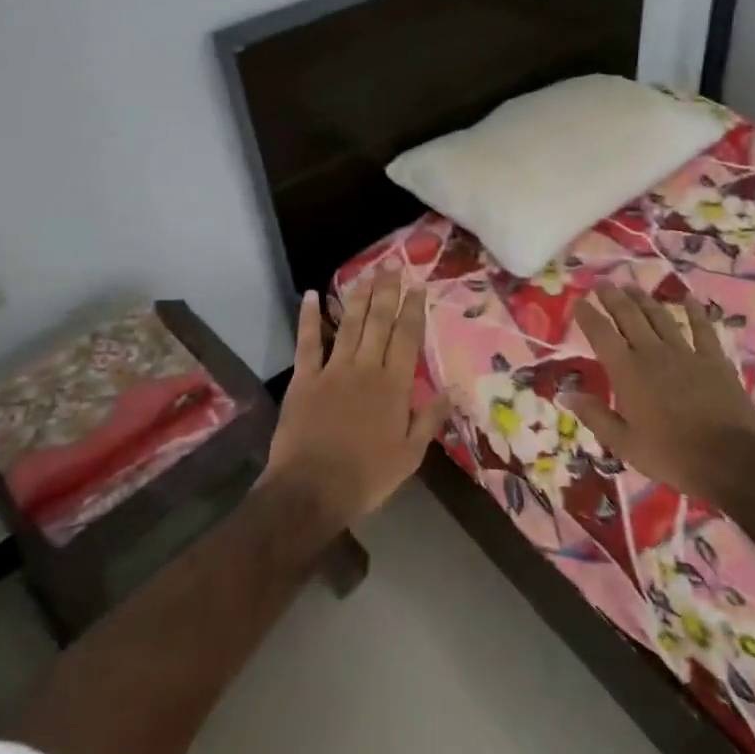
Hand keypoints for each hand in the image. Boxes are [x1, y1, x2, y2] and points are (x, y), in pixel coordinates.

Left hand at [264, 269, 451, 523]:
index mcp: (394, 386)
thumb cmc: (366, 477)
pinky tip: (310, 295)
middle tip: (392, 263)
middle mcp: (366, 368)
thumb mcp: (409, 455)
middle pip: (379, 322)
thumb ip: (429, 420)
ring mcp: (333, 370)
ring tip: (367, 272)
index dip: (413, 309)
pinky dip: (308, 318)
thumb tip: (450, 390)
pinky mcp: (304, 379)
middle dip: (387, 291)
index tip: (417, 284)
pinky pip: (308, 342)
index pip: (407, 338)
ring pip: (349, 325)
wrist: (311, 490)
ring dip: (359, 296)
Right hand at [564, 282, 754, 502]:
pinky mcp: (714, 359)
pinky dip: (695, 312)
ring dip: (644, 299)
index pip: (601, 334)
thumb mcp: (624, 444)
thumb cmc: (671, 455)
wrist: (732, 460)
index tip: (578, 302)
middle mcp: (653, 353)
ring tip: (631, 286)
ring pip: (661, 317)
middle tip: (602, 283)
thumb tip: (565, 394)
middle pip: (630, 316)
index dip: (588, 316)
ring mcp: (686, 353)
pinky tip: (689, 299)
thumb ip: (595, 415)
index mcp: (628, 372)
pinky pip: (702, 328)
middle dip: (613, 297)